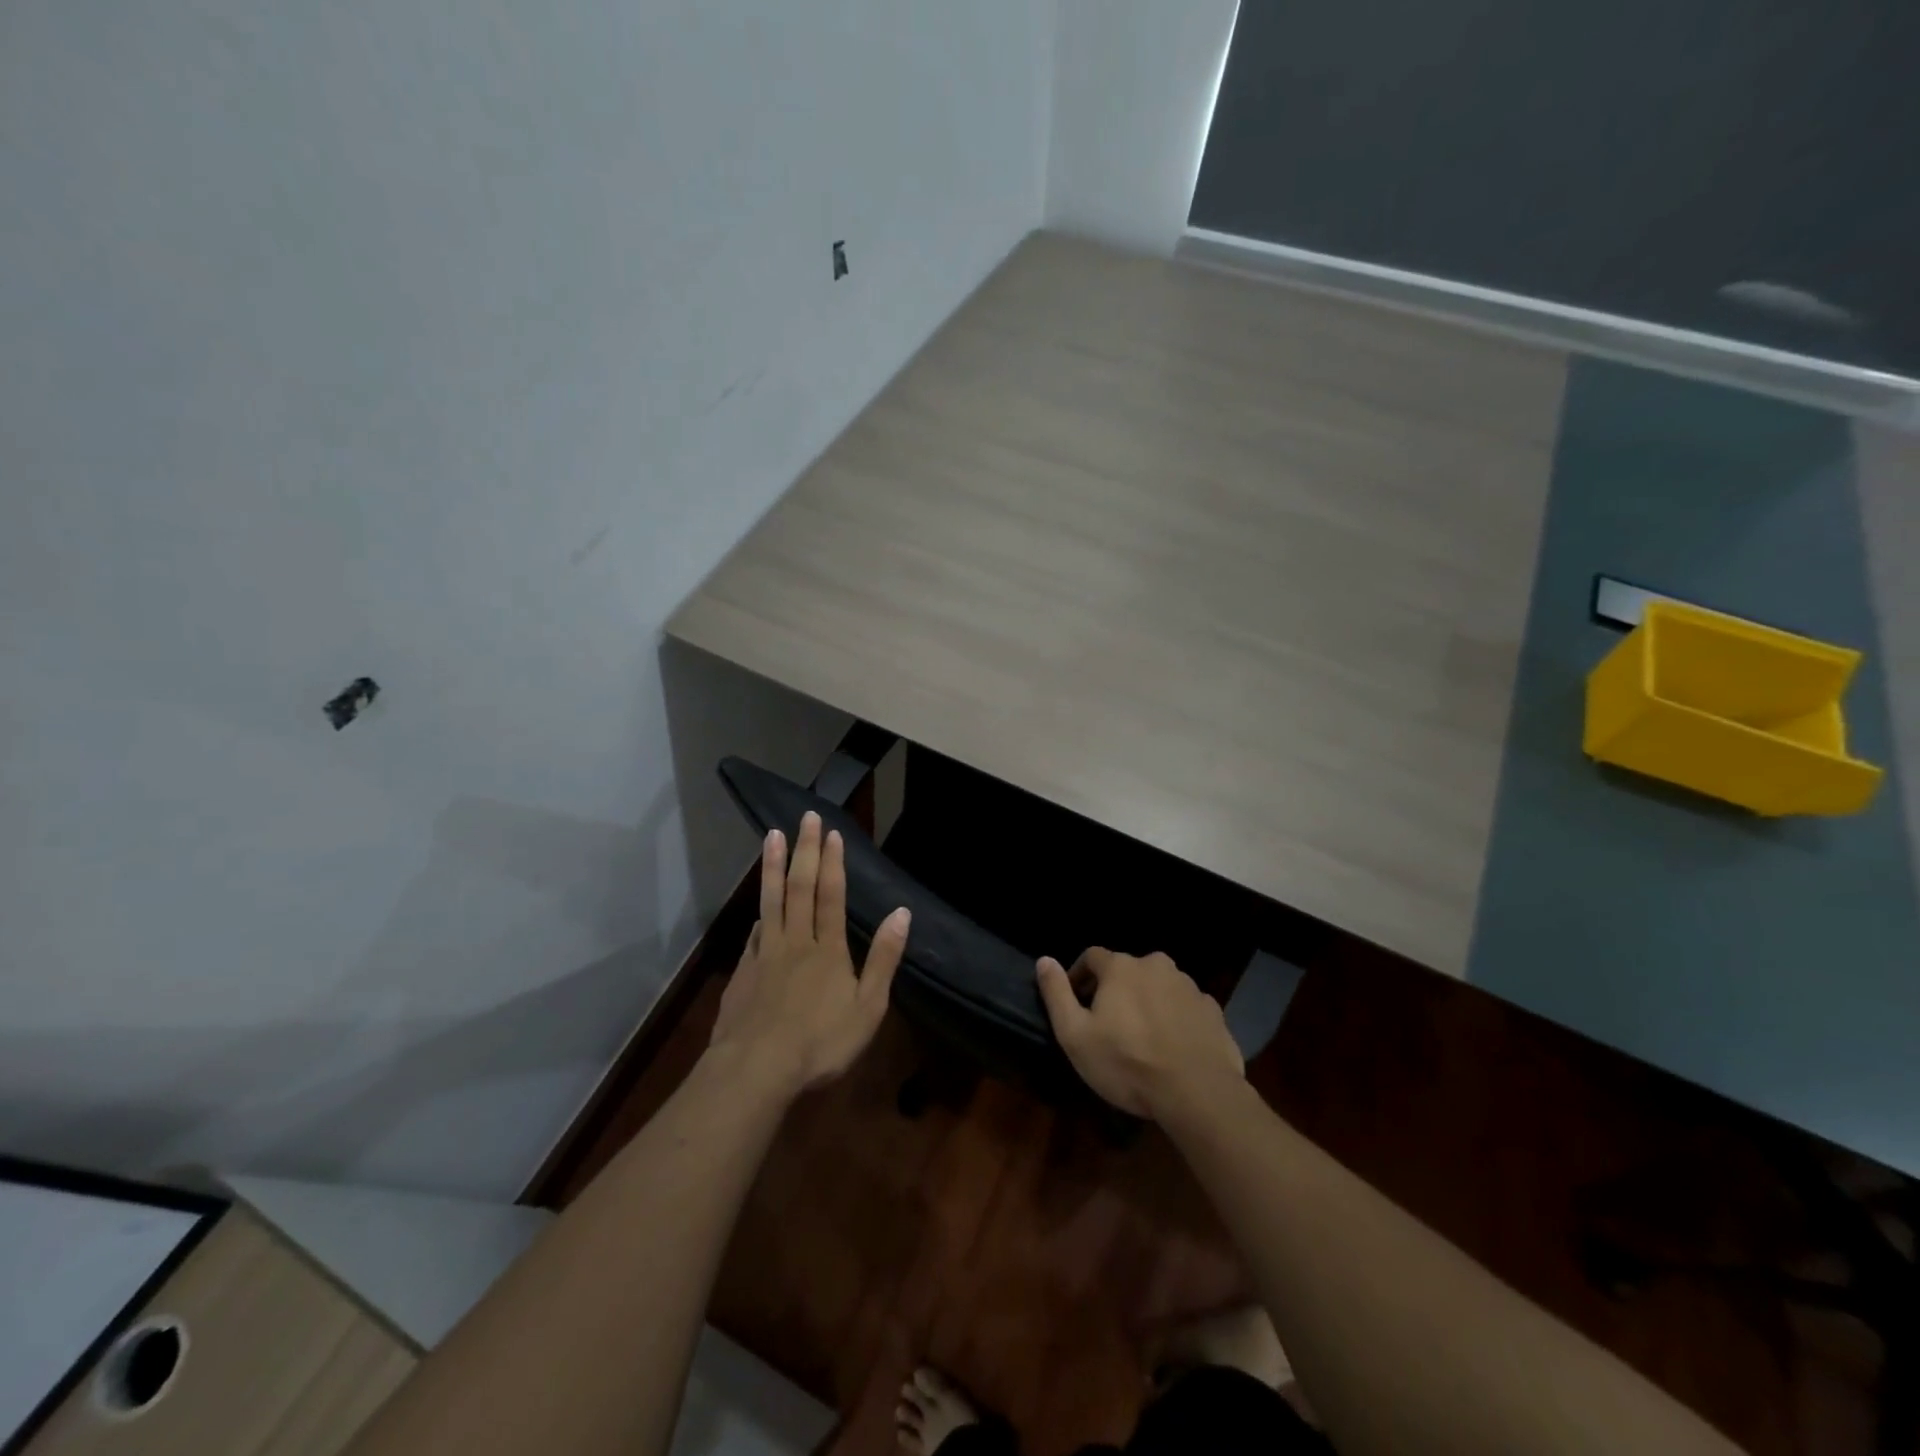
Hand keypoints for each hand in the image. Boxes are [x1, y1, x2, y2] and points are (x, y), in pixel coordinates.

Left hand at [709, 811, 909, 1098]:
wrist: (756, 1069)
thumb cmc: (821, 1043)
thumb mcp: (868, 1007)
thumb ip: (883, 958)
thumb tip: (902, 913)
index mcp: (828, 950)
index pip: (832, 896)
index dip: (833, 862)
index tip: (831, 832)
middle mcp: (796, 942)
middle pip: (800, 888)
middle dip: (805, 850)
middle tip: (804, 817)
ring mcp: (765, 955)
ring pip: (771, 901)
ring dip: (772, 867)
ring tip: (772, 837)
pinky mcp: (743, 973)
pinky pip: (753, 934)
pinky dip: (759, 914)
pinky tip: (759, 908)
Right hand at [1036, 948, 1243, 1119]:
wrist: (1197, 1092)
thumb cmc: (1127, 1063)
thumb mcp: (1075, 1034)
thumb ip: (1056, 993)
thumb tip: (1044, 960)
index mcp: (1121, 967)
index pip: (1091, 957)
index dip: (1079, 977)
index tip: (1075, 1003)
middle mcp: (1156, 965)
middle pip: (1127, 970)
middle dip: (1114, 990)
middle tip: (1108, 1024)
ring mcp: (1189, 986)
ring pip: (1158, 986)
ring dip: (1146, 1002)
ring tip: (1142, 1038)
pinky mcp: (1213, 1010)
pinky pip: (1184, 1006)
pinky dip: (1174, 1018)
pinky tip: (1172, 1046)